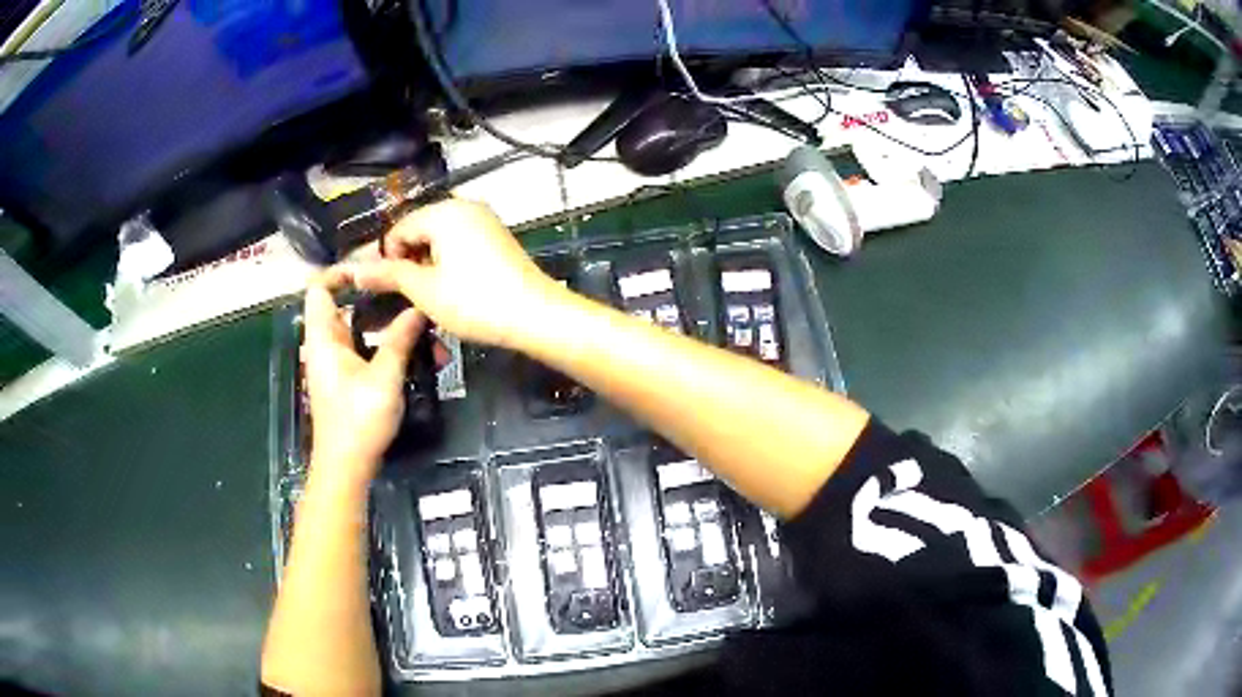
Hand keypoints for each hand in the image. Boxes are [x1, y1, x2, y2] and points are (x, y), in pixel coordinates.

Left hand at [301, 270, 422, 485]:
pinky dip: (388, 347)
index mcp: (323, 338)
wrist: (347, 467)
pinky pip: (367, 350)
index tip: (374, 268)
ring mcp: (338, 363)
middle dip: (379, 299)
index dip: (339, 271)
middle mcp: (326, 345)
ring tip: (424, 327)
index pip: (319, 288)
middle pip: (346, 306)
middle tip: (410, 292)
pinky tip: (418, 355)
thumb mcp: (383, 377)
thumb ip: (399, 339)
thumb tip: (417, 308)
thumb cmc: (358, 420)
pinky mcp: (349, 379)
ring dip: (390, 327)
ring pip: (362, 331)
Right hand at [348, 198, 565, 347]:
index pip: (398, 228)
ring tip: (436, 295)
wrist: (535, 315)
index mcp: (443, 211)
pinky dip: (450, 261)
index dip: (389, 260)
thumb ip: (388, 275)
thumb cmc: (474, 301)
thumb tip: (353, 270)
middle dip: (410, 260)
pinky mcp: (497, 236)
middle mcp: (464, 206)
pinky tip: (456, 288)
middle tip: (416, 294)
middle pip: (419, 229)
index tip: (396, 290)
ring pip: (439, 237)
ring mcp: (485, 219)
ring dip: (429, 263)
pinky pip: (460, 241)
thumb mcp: (424, 290)